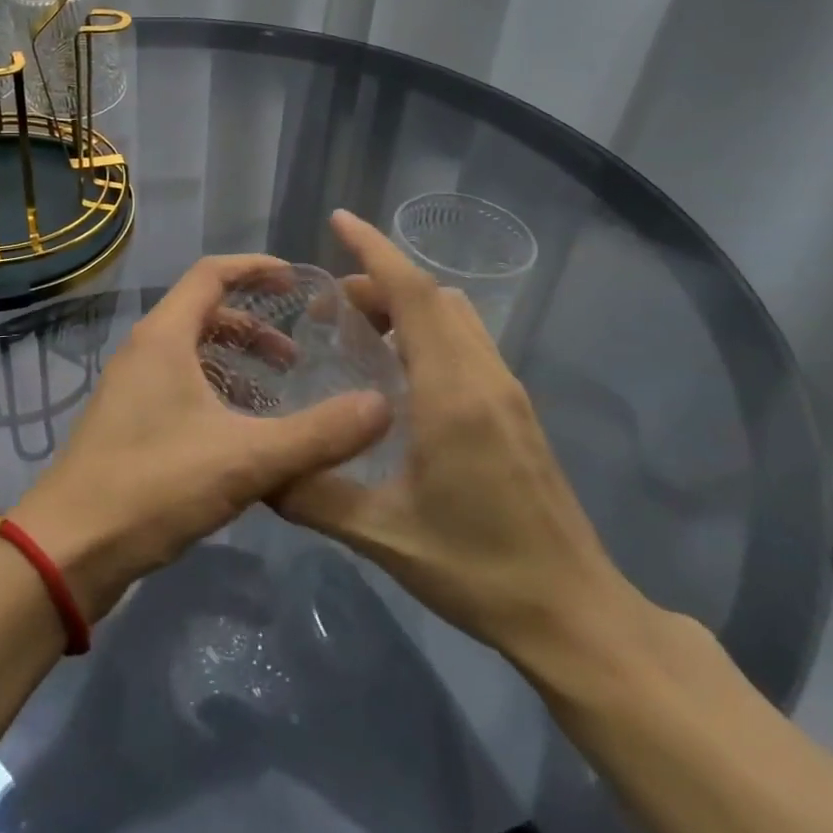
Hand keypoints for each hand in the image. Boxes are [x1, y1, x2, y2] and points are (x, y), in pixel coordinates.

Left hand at [11, 254, 389, 620]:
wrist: (68, 550)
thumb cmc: (153, 486)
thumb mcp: (246, 459)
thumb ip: (317, 434)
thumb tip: (382, 407)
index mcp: (165, 337)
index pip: (212, 273)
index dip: (256, 268)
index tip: (298, 283)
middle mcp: (144, 351)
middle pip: (204, 314)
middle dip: (254, 327)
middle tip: (297, 357)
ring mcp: (132, 389)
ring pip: (193, 355)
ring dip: (236, 364)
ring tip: (277, 395)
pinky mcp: (128, 424)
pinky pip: (181, 388)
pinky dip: (217, 393)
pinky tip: (243, 435)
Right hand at [275, 212, 649, 673]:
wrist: (573, 610)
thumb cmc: (477, 569)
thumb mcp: (383, 536)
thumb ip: (314, 495)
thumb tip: (259, 470)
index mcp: (452, 393)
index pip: (414, 295)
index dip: (375, 250)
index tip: (339, 222)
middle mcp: (484, 376)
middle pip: (432, 296)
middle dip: (379, 282)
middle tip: (328, 311)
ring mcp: (507, 391)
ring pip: (454, 315)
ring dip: (407, 305)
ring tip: (360, 337)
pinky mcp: (515, 409)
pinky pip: (466, 342)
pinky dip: (428, 330)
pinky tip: (400, 376)